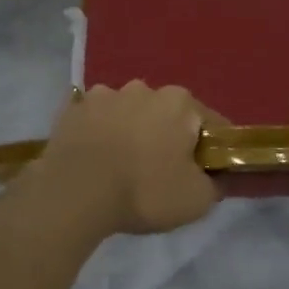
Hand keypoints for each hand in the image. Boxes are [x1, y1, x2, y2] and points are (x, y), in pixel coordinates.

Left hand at [18, 82, 220, 236]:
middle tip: (162, 172)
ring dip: (131, 131)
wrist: (73, 195)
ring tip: (122, 165)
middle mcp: (144, 88)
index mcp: (180, 102)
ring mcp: (103, 94)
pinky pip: (95, 119)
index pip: (210, 124)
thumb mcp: (196, 200)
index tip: (205, 173)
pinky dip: (99, 132)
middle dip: (168, 136)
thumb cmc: (144, 192)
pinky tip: (95, 156)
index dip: (212, 150)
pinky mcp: (72, 109)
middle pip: (167, 114)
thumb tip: (217, 176)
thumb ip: (216, 184)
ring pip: (128, 113)